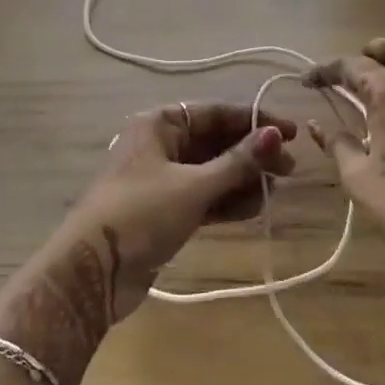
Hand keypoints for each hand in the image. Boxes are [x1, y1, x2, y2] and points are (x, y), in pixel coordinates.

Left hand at [0, 103, 295, 384]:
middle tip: (289, 169)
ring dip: (242, 180)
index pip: (216, 113)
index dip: (255, 122)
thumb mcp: (194, 185)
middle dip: (252, 155)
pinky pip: (204, 197)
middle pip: (216, 142)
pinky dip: (227, 202)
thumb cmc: (141, 213)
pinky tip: (254, 209)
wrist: (93, 271)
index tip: (291, 133)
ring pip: (212, 172)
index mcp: (160, 124)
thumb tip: (275, 135)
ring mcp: (163, 180)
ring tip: (275, 192)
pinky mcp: (165, 212)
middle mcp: (161, 145)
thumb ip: (237, 162)